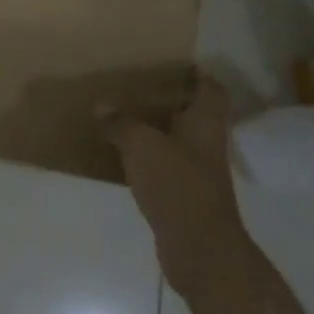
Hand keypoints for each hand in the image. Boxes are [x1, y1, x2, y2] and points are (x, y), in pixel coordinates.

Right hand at [99, 73, 242, 292]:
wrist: (198, 249)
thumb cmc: (177, 185)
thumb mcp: (141, 145)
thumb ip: (121, 123)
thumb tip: (102, 105)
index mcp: (205, 123)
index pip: (211, 89)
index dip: (196, 75)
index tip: (170, 64)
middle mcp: (206, 144)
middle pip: (192, 113)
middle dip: (167, 100)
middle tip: (134, 85)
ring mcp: (197, 172)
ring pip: (176, 140)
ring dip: (154, 129)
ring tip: (121, 115)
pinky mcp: (184, 196)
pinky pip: (163, 166)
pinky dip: (146, 158)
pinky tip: (121, 154)